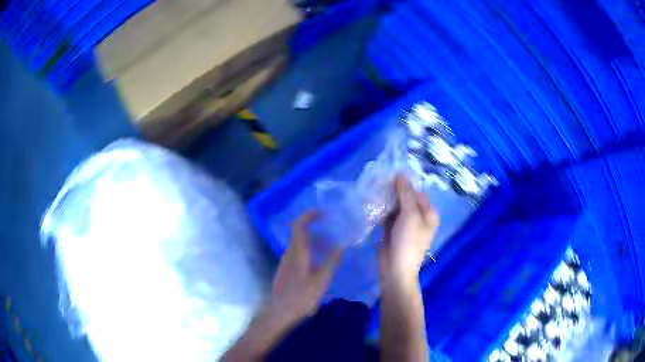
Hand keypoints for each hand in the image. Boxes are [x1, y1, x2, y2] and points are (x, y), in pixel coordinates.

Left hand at [270, 211, 343, 322]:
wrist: (280, 311)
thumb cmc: (301, 297)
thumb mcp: (321, 281)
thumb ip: (332, 263)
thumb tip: (341, 246)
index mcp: (297, 253)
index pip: (299, 226)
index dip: (309, 216)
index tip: (321, 212)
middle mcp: (289, 254)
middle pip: (300, 234)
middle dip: (315, 230)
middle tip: (332, 234)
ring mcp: (286, 262)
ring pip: (299, 245)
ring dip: (314, 243)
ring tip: (329, 250)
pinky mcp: (286, 271)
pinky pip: (298, 254)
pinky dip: (309, 252)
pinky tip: (318, 264)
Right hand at [381, 174, 439, 282]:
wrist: (396, 269)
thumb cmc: (408, 242)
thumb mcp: (410, 215)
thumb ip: (406, 194)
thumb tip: (402, 173)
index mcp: (428, 213)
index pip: (417, 191)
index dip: (404, 182)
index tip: (389, 173)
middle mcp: (418, 216)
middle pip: (405, 198)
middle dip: (393, 190)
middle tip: (378, 179)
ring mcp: (404, 224)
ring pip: (395, 206)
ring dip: (385, 199)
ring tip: (372, 187)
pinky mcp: (392, 230)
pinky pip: (387, 215)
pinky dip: (380, 209)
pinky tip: (370, 201)